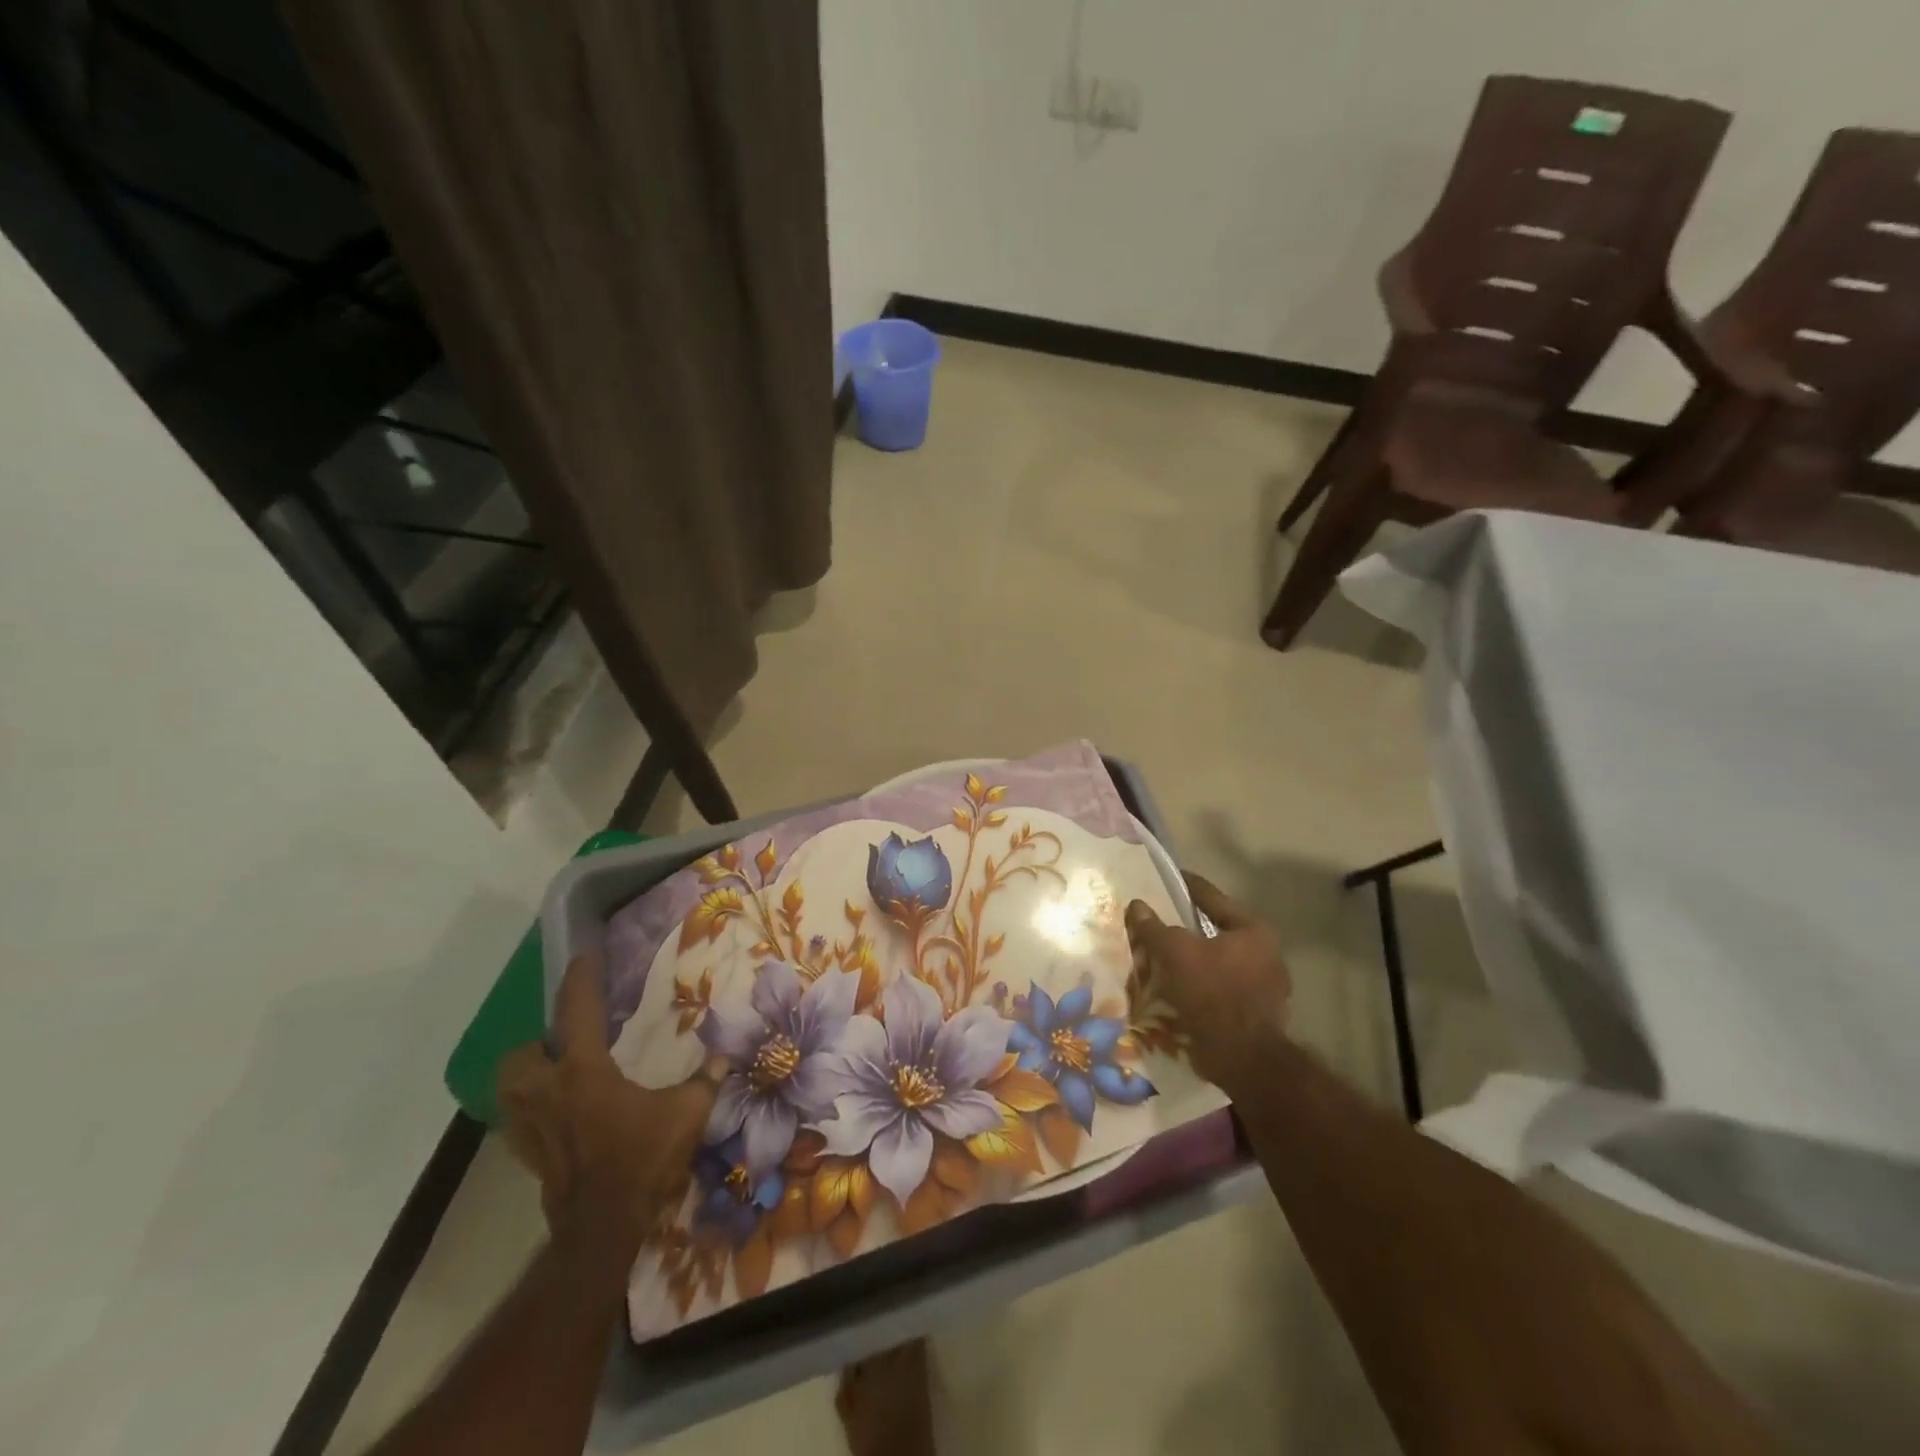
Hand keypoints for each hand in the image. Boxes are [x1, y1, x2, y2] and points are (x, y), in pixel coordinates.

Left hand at [499, 951, 724, 1267]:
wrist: (602, 1228)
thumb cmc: (641, 1160)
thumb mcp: (686, 1113)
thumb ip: (705, 1080)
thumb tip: (725, 1055)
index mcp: (583, 1071)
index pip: (576, 1011)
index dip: (581, 980)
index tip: (584, 957)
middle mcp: (548, 1091)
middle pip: (521, 1055)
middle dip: (537, 1042)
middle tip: (567, 1042)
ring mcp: (532, 1127)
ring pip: (508, 1089)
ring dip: (526, 1075)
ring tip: (556, 1074)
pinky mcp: (528, 1156)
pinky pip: (517, 1123)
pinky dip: (530, 1112)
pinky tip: (556, 1116)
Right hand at [1125, 874, 1291, 1093]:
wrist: (1242, 1058)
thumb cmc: (1212, 992)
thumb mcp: (1175, 952)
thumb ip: (1154, 927)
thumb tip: (1137, 905)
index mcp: (1253, 931)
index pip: (1213, 898)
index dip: (1186, 886)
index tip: (1167, 878)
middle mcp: (1265, 954)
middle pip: (1215, 932)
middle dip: (1186, 929)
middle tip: (1158, 922)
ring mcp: (1264, 987)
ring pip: (1216, 963)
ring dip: (1190, 961)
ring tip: (1160, 958)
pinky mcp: (1254, 1014)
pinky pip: (1218, 988)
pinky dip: (1197, 986)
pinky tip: (1174, 989)